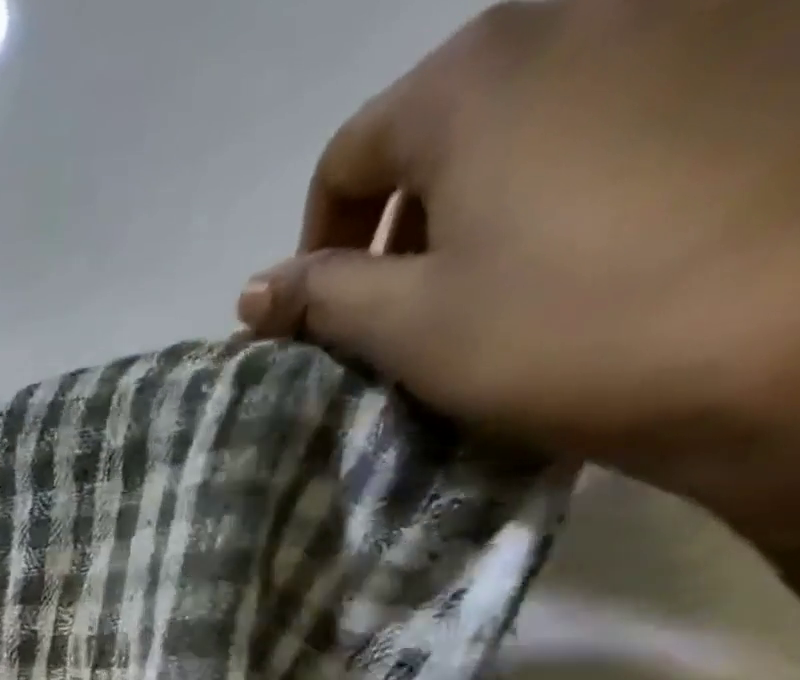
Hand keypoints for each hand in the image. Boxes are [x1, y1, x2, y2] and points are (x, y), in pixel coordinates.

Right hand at [237, 1, 799, 557]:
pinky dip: (576, 168)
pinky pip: (624, 105)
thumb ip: (320, 298)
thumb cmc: (566, 327)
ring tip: (501, 274)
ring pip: (533, 111)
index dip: (318, 242)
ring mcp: (693, 16)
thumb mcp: (410, 327)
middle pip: (441, 124)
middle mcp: (582, 12)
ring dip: (487, 193)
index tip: (324, 311)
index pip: (348, 156)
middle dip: (404, 216)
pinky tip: (596, 237)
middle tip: (407, 300)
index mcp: (477, 75)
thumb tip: (252, 293)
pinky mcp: (772, 50)